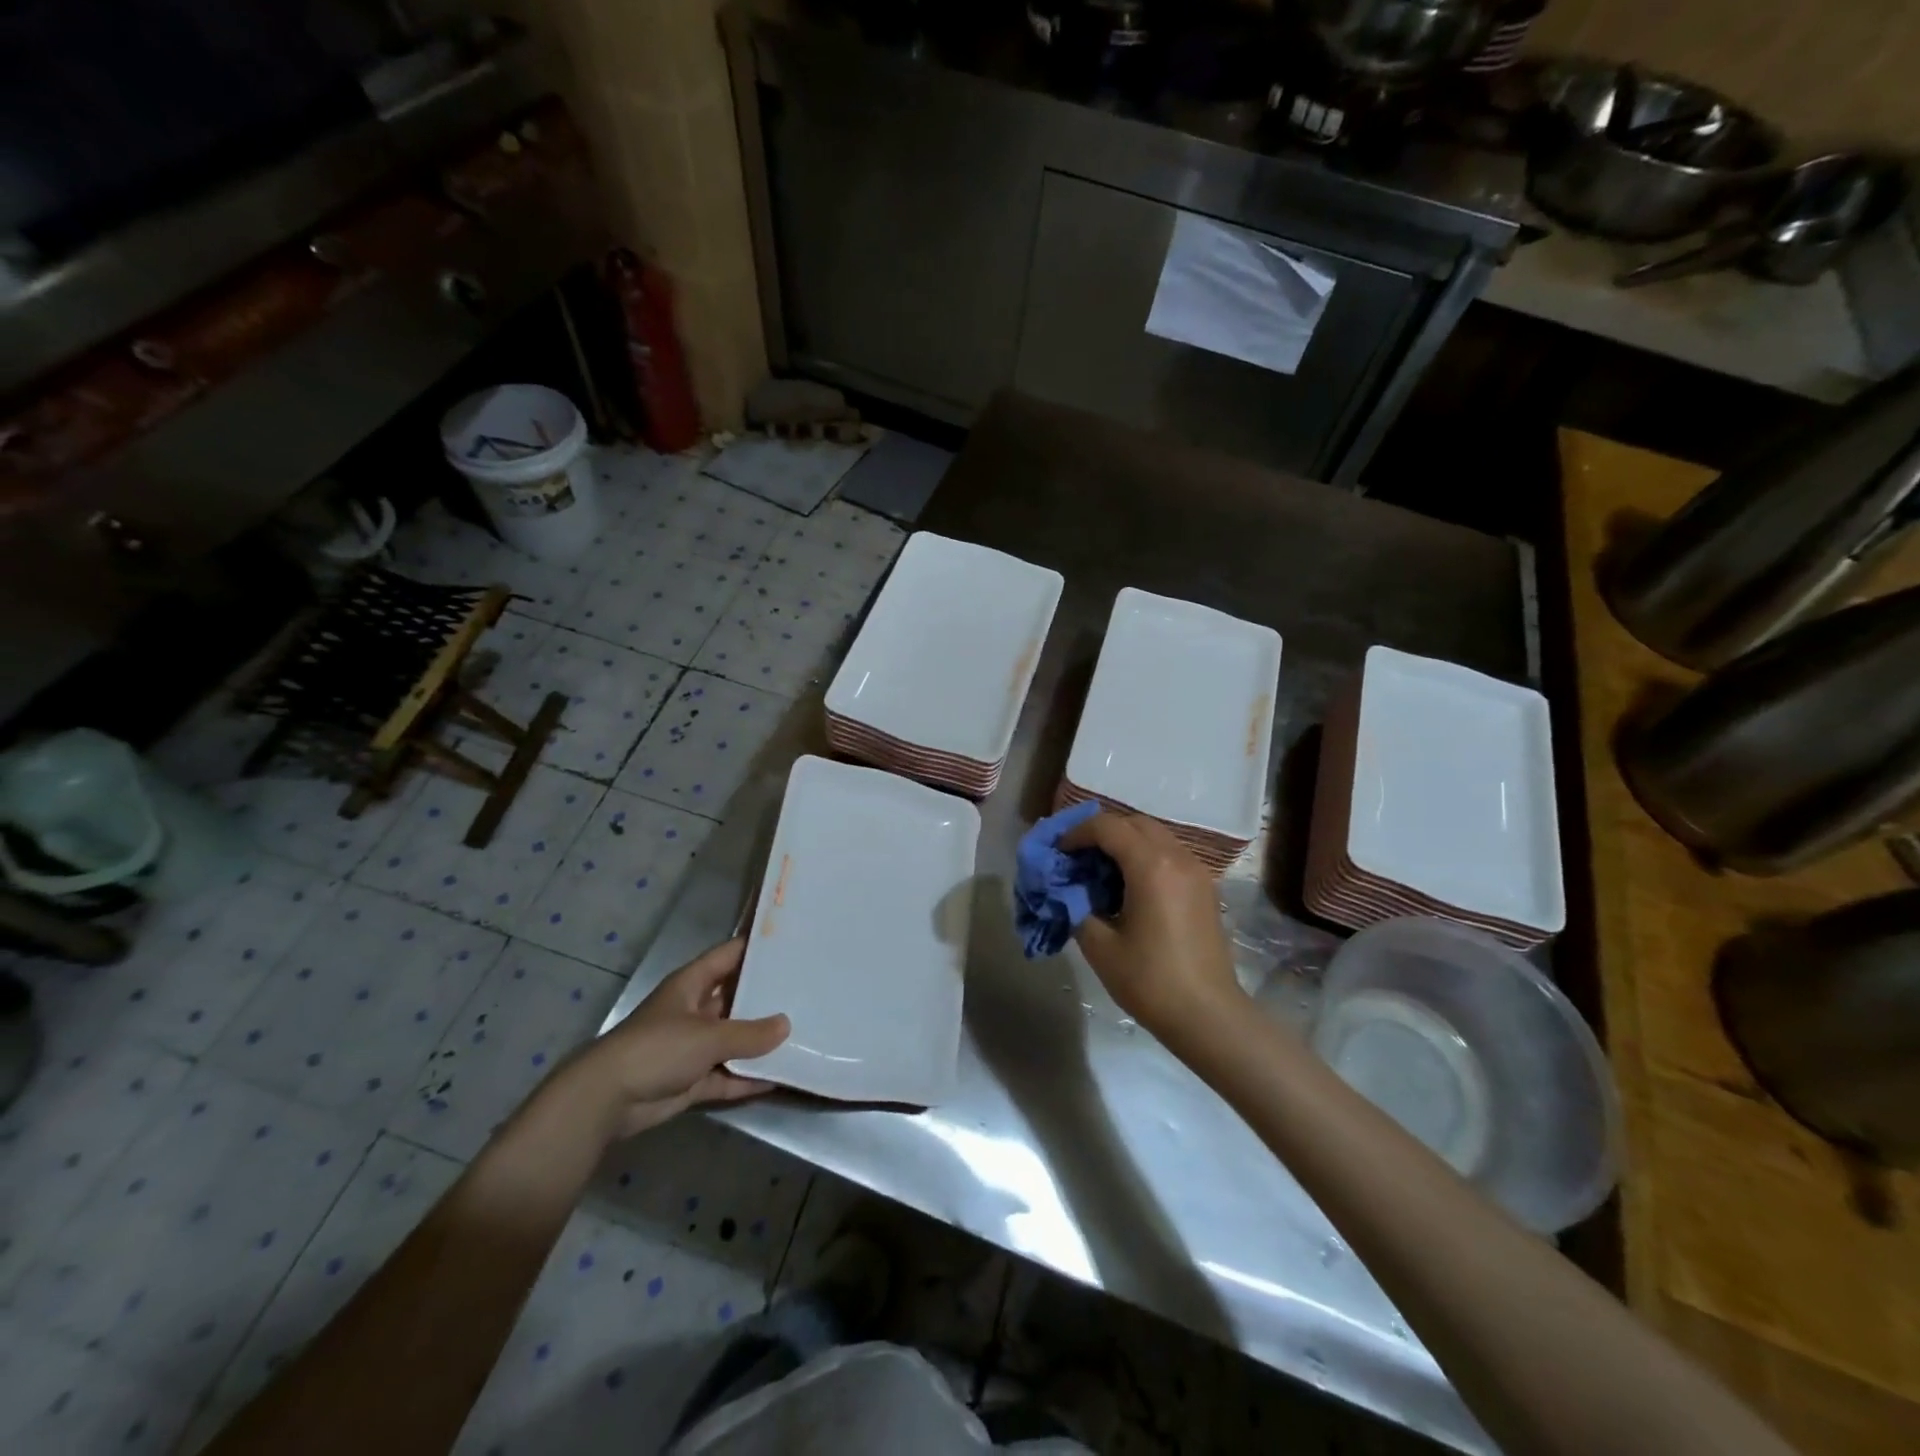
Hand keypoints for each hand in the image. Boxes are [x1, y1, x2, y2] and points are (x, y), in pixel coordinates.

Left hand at [547, 938, 788, 1141]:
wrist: (607, 1100)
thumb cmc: (658, 1048)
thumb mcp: (708, 1036)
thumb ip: (749, 1033)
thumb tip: (786, 1025)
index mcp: (692, 984)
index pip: (729, 955)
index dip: (756, 947)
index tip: (791, 942)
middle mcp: (694, 1010)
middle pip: (736, 997)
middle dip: (766, 997)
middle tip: (808, 990)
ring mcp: (693, 1046)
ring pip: (734, 1039)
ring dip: (760, 1041)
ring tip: (803, 1033)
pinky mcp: (692, 1079)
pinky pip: (728, 1074)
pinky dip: (748, 1078)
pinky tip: (781, 1077)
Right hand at [1062, 811, 1244, 1043]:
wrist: (1207, 1016)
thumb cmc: (1150, 981)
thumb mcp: (1099, 946)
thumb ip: (1076, 907)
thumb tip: (1066, 891)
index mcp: (1151, 866)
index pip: (1108, 827)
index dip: (1077, 833)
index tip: (1058, 852)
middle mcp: (1178, 857)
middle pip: (1134, 823)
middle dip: (1102, 833)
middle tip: (1077, 857)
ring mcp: (1197, 871)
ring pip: (1155, 836)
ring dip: (1125, 843)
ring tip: (1100, 871)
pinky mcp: (1205, 888)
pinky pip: (1170, 855)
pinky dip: (1145, 857)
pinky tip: (1128, 887)